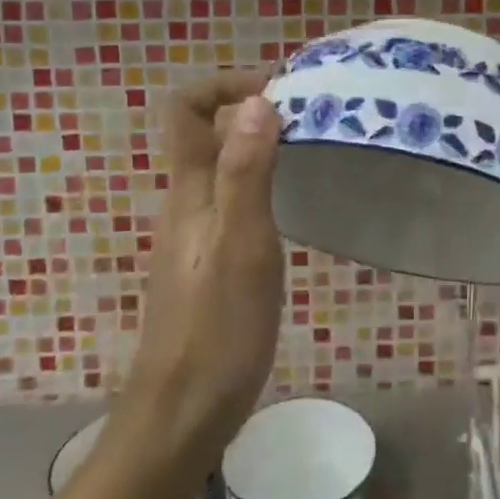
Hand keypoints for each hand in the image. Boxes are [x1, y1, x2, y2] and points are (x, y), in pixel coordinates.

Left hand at [122, 72, 284, 473]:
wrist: (183, 413)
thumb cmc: (217, 327)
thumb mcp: (241, 244)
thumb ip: (247, 172)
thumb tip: (258, 101)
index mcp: (188, 190)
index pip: (186, 109)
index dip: (224, 85)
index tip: (278, 91)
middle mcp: (187, 202)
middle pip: (208, 133)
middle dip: (254, 112)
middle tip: (313, 121)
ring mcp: (196, 234)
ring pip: (224, 168)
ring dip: (262, 148)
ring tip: (316, 154)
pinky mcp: (210, 262)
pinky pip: (234, 200)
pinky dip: (264, 184)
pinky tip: (297, 208)